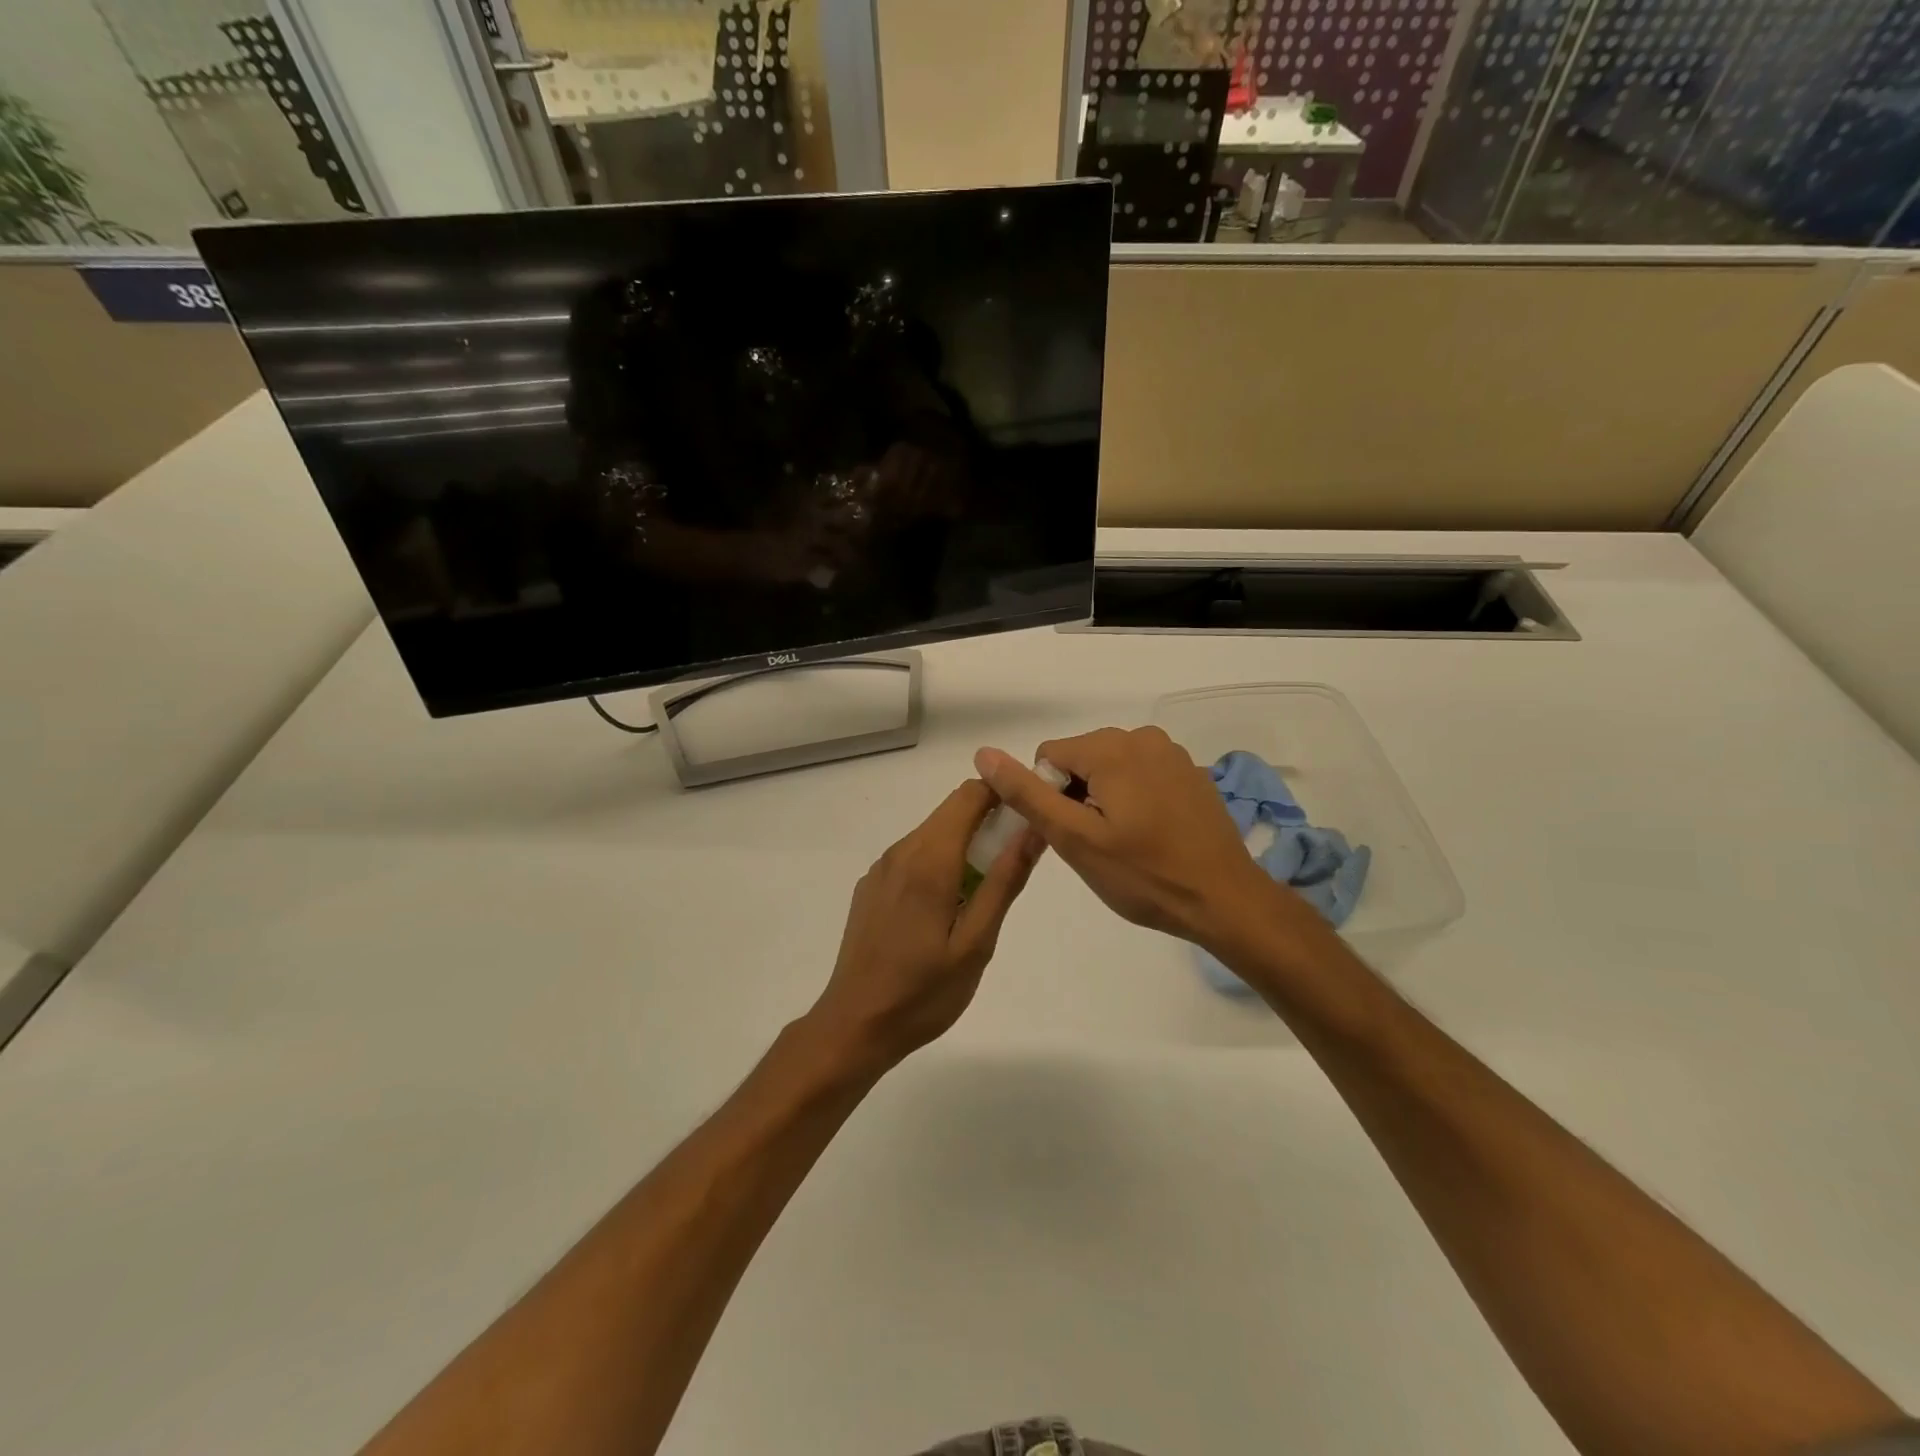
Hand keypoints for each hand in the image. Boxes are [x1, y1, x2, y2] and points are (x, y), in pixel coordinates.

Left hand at [809, 781, 1042, 1068]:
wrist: (854, 1026)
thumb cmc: (923, 992)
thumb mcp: (976, 943)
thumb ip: (1004, 881)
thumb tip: (1032, 829)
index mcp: (930, 860)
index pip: (970, 795)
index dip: (1003, 793)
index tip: (1030, 813)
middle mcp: (901, 852)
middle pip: (951, 811)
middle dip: (988, 819)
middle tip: (1016, 858)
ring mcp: (881, 869)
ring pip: (932, 833)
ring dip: (964, 843)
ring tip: (986, 888)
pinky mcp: (871, 887)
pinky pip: (913, 856)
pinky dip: (939, 861)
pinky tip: (947, 906)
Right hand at [975, 728, 1298, 948]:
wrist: (1224, 900)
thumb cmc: (1144, 875)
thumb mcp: (1075, 838)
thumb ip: (1027, 794)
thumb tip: (983, 754)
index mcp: (1111, 747)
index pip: (1048, 756)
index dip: (1049, 797)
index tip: (1073, 834)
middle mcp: (1142, 737)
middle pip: (1080, 759)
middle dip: (1077, 796)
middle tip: (1097, 844)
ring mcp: (1172, 753)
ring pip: (1110, 768)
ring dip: (1105, 798)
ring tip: (1125, 842)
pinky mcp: (1190, 772)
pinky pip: (1141, 775)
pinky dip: (1134, 798)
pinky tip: (1151, 835)